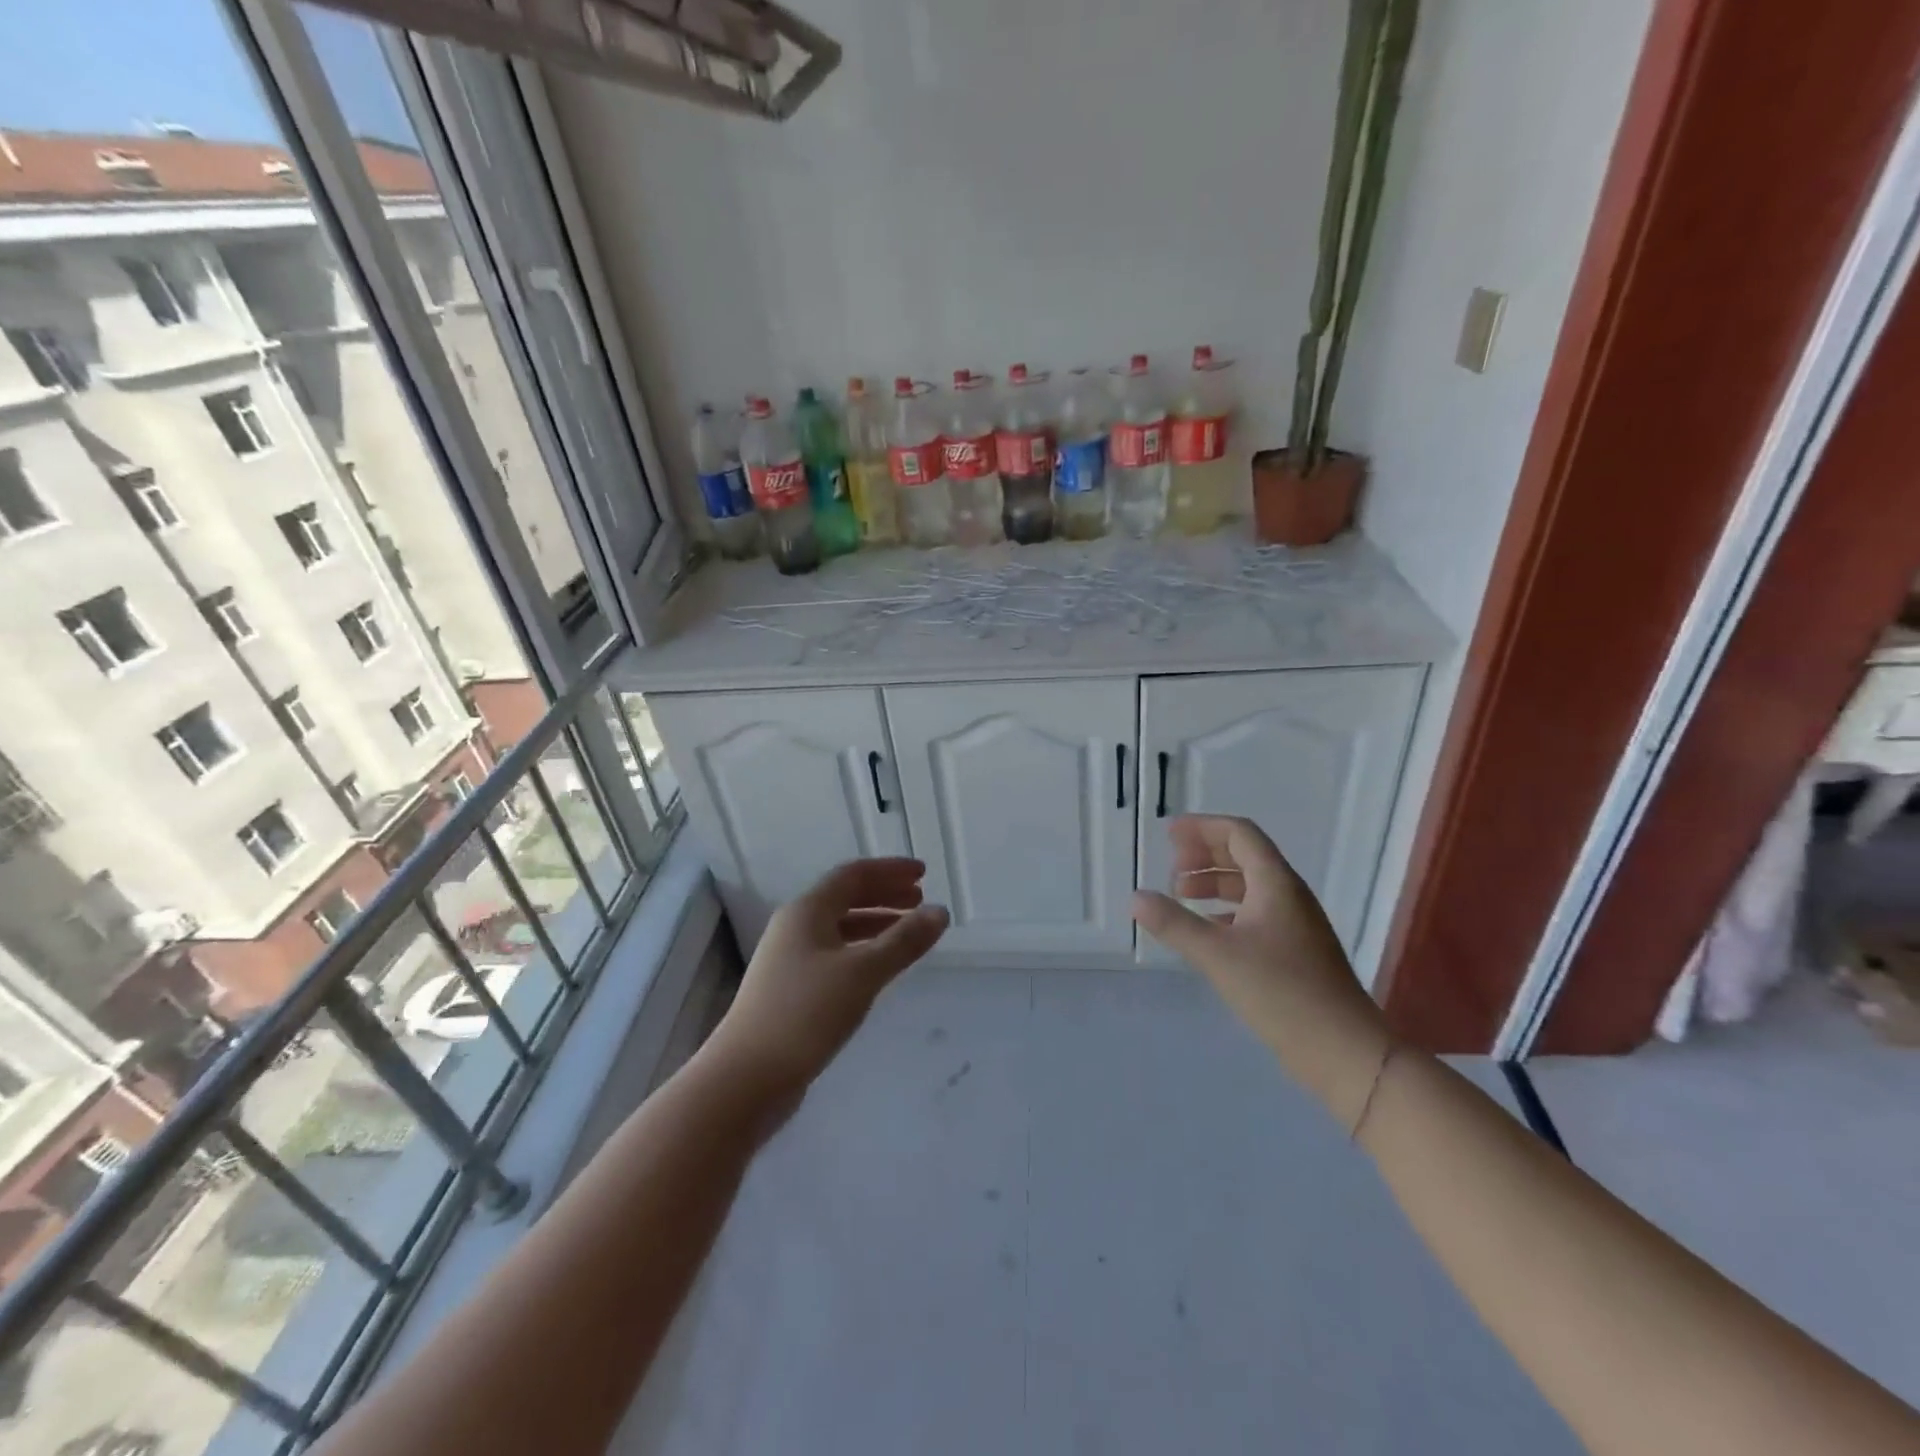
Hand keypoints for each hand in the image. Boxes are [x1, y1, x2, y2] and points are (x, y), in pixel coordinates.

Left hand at [708, 858, 948, 1102]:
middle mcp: (794, 927)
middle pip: (845, 897)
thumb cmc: (805, 1014)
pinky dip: (862, 950)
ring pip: (839, 927)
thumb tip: (941, 911)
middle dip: (885, 895)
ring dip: (875, 923)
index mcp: (807, 910)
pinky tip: (878, 969)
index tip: (924, 873)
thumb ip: (904, 941)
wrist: (745, 1079)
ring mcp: (789, 959)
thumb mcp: (862, 973)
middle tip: (921, 901)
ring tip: (908, 932)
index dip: (890, 870)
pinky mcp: (789, 989)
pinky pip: (834, 953)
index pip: (853, 874)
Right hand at [1132, 815, 1389, 1128]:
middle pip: (1245, 856)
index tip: (1168, 835)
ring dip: (1215, 882)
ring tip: (1182, 896)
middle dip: (1206, 854)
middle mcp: (1289, 896)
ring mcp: (1295, 925)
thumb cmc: (1281, 993)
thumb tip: (1136, 898)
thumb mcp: (1218, 955)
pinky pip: (1256, 914)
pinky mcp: (1295, 953)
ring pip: (1250, 887)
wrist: (1345, 1052)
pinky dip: (1226, 911)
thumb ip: (1174, 924)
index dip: (1203, 828)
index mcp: (1276, 884)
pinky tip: (1207, 930)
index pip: (1239, 834)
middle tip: (1172, 868)